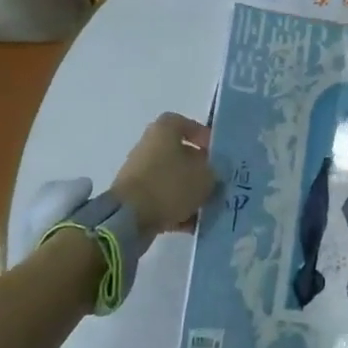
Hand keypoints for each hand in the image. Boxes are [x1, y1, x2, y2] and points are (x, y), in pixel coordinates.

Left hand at [110, 113, 215, 239]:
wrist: (129, 218)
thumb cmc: (170, 185)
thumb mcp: (205, 176)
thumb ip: (215, 172)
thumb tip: (214, 173)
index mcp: (164, 131)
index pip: (185, 124)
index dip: (203, 136)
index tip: (217, 152)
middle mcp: (149, 146)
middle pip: (180, 153)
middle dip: (200, 169)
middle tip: (217, 182)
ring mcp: (140, 173)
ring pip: (173, 179)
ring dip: (190, 191)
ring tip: (209, 206)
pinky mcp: (136, 197)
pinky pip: (163, 199)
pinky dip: (178, 209)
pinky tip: (194, 224)